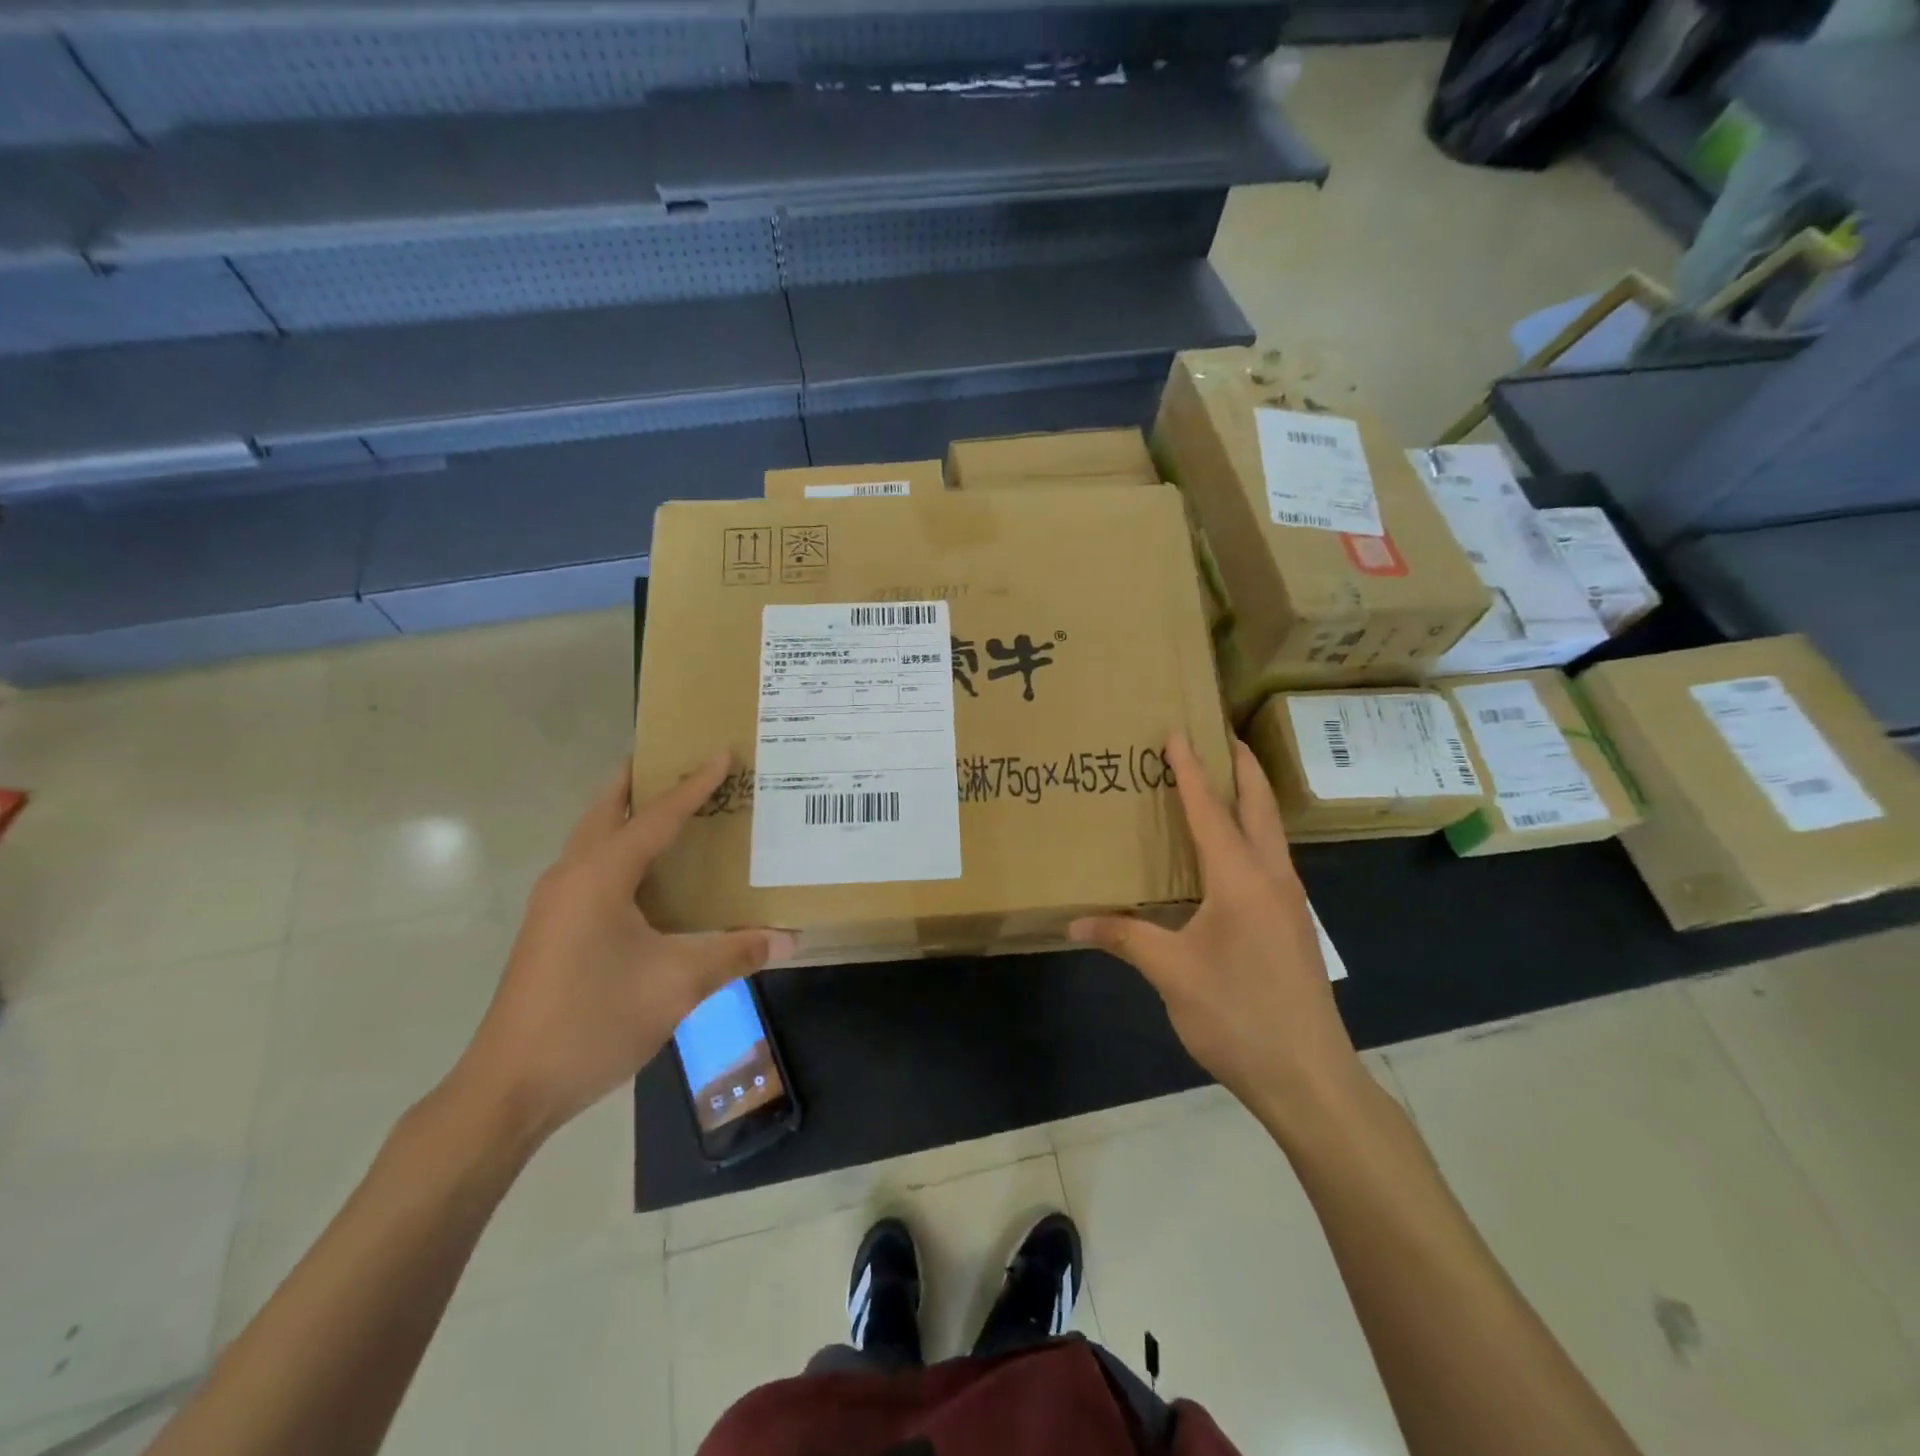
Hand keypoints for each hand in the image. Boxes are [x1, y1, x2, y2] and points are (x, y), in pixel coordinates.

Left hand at [451, 753, 795, 1143]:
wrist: (510, 1088)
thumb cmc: (593, 1021)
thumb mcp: (676, 985)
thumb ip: (735, 953)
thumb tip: (790, 938)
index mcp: (600, 876)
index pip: (656, 816)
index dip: (694, 784)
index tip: (722, 753)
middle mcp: (572, 875)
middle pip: (608, 809)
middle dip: (643, 780)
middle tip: (684, 762)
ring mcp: (557, 902)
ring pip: (595, 837)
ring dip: (630, 814)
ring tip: (675, 807)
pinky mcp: (553, 928)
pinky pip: (593, 866)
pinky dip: (623, 849)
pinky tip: (653, 874)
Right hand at [1070, 734, 1364, 1126]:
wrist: (1309, 1076)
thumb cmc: (1237, 1016)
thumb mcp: (1171, 974)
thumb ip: (1125, 938)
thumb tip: (1074, 923)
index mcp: (1240, 879)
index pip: (1210, 810)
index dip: (1191, 770)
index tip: (1178, 732)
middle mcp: (1271, 878)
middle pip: (1259, 806)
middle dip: (1242, 766)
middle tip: (1220, 734)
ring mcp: (1290, 901)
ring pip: (1270, 832)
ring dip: (1249, 799)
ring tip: (1222, 782)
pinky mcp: (1293, 924)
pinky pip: (1271, 859)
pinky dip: (1251, 834)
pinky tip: (1231, 852)